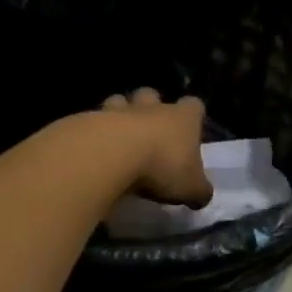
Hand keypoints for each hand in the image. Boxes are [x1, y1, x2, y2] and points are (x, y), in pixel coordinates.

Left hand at [100, 89, 212, 206]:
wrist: (111, 155)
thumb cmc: (161, 166)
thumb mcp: (191, 188)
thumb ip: (199, 191)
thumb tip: (202, 195)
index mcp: (182, 118)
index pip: (194, 105)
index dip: (193, 115)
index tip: (190, 130)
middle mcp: (152, 108)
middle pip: (151, 95)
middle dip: (150, 108)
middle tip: (149, 132)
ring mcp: (119, 111)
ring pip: (119, 101)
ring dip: (119, 115)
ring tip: (117, 138)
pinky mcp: (89, 120)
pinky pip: (93, 121)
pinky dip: (94, 133)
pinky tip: (94, 153)